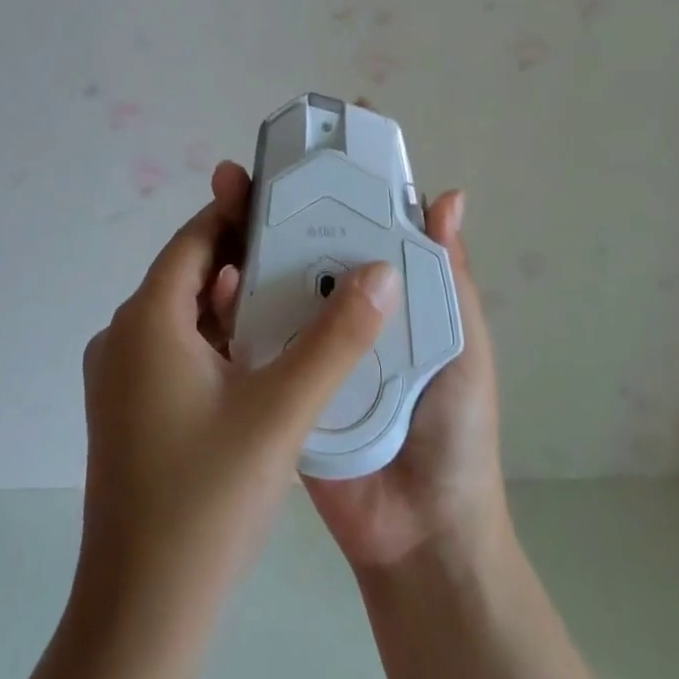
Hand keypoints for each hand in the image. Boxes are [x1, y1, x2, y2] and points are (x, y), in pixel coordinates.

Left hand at [74, 161, 402, 623]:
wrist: (140, 617)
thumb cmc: (207, 500)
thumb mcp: (283, 410)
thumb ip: (338, 337)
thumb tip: (383, 270)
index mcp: (147, 319)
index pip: (197, 238)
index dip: (242, 211)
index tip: (293, 199)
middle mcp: (123, 337)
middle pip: (193, 273)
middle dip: (249, 254)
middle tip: (310, 242)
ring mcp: (121, 377)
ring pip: (187, 314)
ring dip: (238, 299)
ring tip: (299, 288)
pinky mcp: (129, 411)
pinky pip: (179, 349)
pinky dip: (221, 338)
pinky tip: (266, 353)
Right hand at [199, 158, 509, 576]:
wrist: (421, 532)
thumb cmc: (454, 429)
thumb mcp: (462, 343)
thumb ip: (449, 276)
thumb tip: (448, 195)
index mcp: (382, 296)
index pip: (354, 228)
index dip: (332, 187)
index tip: (308, 147)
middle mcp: (338, 312)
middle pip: (301, 246)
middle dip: (272, 204)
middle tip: (243, 172)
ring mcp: (302, 346)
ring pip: (267, 283)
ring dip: (242, 242)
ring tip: (221, 203)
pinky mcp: (276, 384)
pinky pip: (248, 340)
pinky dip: (230, 308)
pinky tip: (216, 281)